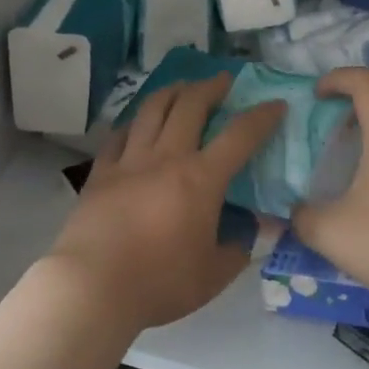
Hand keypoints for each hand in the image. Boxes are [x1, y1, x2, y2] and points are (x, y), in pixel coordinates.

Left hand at [47, 75, 283, 332]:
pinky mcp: (100, 173)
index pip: (239, 136)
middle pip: (190, 106)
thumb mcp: (214, 274)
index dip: (262, 117)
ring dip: (172, 91)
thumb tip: (252, 231)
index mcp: (201, 179)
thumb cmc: (160, 283)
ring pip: (152, 110)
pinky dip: (134, 123)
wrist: (93, 287)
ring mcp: (129, 162)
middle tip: (224, 81)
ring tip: (183, 87)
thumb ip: (238, 247)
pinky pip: (119, 135)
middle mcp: (166, 158)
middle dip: (212, 87)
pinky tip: (138, 124)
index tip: (276, 104)